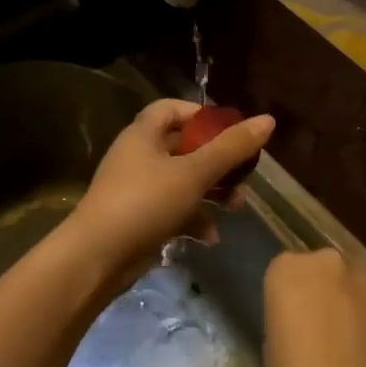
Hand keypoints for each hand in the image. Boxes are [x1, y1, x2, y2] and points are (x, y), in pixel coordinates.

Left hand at [67, 99, 274, 288]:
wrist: (97, 257)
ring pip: (183, 182)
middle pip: (184, 147)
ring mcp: (137, 190)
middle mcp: (138, 157)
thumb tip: (268, 120)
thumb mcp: (194, 172)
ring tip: (236, 207)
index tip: (231, 130)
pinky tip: (211, 237)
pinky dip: (194, 220)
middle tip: (243, 173)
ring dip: (212, 193)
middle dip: (217, 161)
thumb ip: (231, 148)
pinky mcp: (140, 219)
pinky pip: (173, 211)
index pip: (172, 109)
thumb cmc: (145, 202)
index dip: (202, 115)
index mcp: (143, 135)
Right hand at [263, 248, 365, 366]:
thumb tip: (305, 321)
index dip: (288, 296)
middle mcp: (327, 261)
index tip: (290, 320)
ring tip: (348, 339)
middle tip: (319, 325)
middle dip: (321, 290)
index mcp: (287, 268)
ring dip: (349, 300)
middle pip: (322, 269)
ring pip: (353, 283)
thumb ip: (289, 317)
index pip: (283, 271)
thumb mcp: (273, 344)